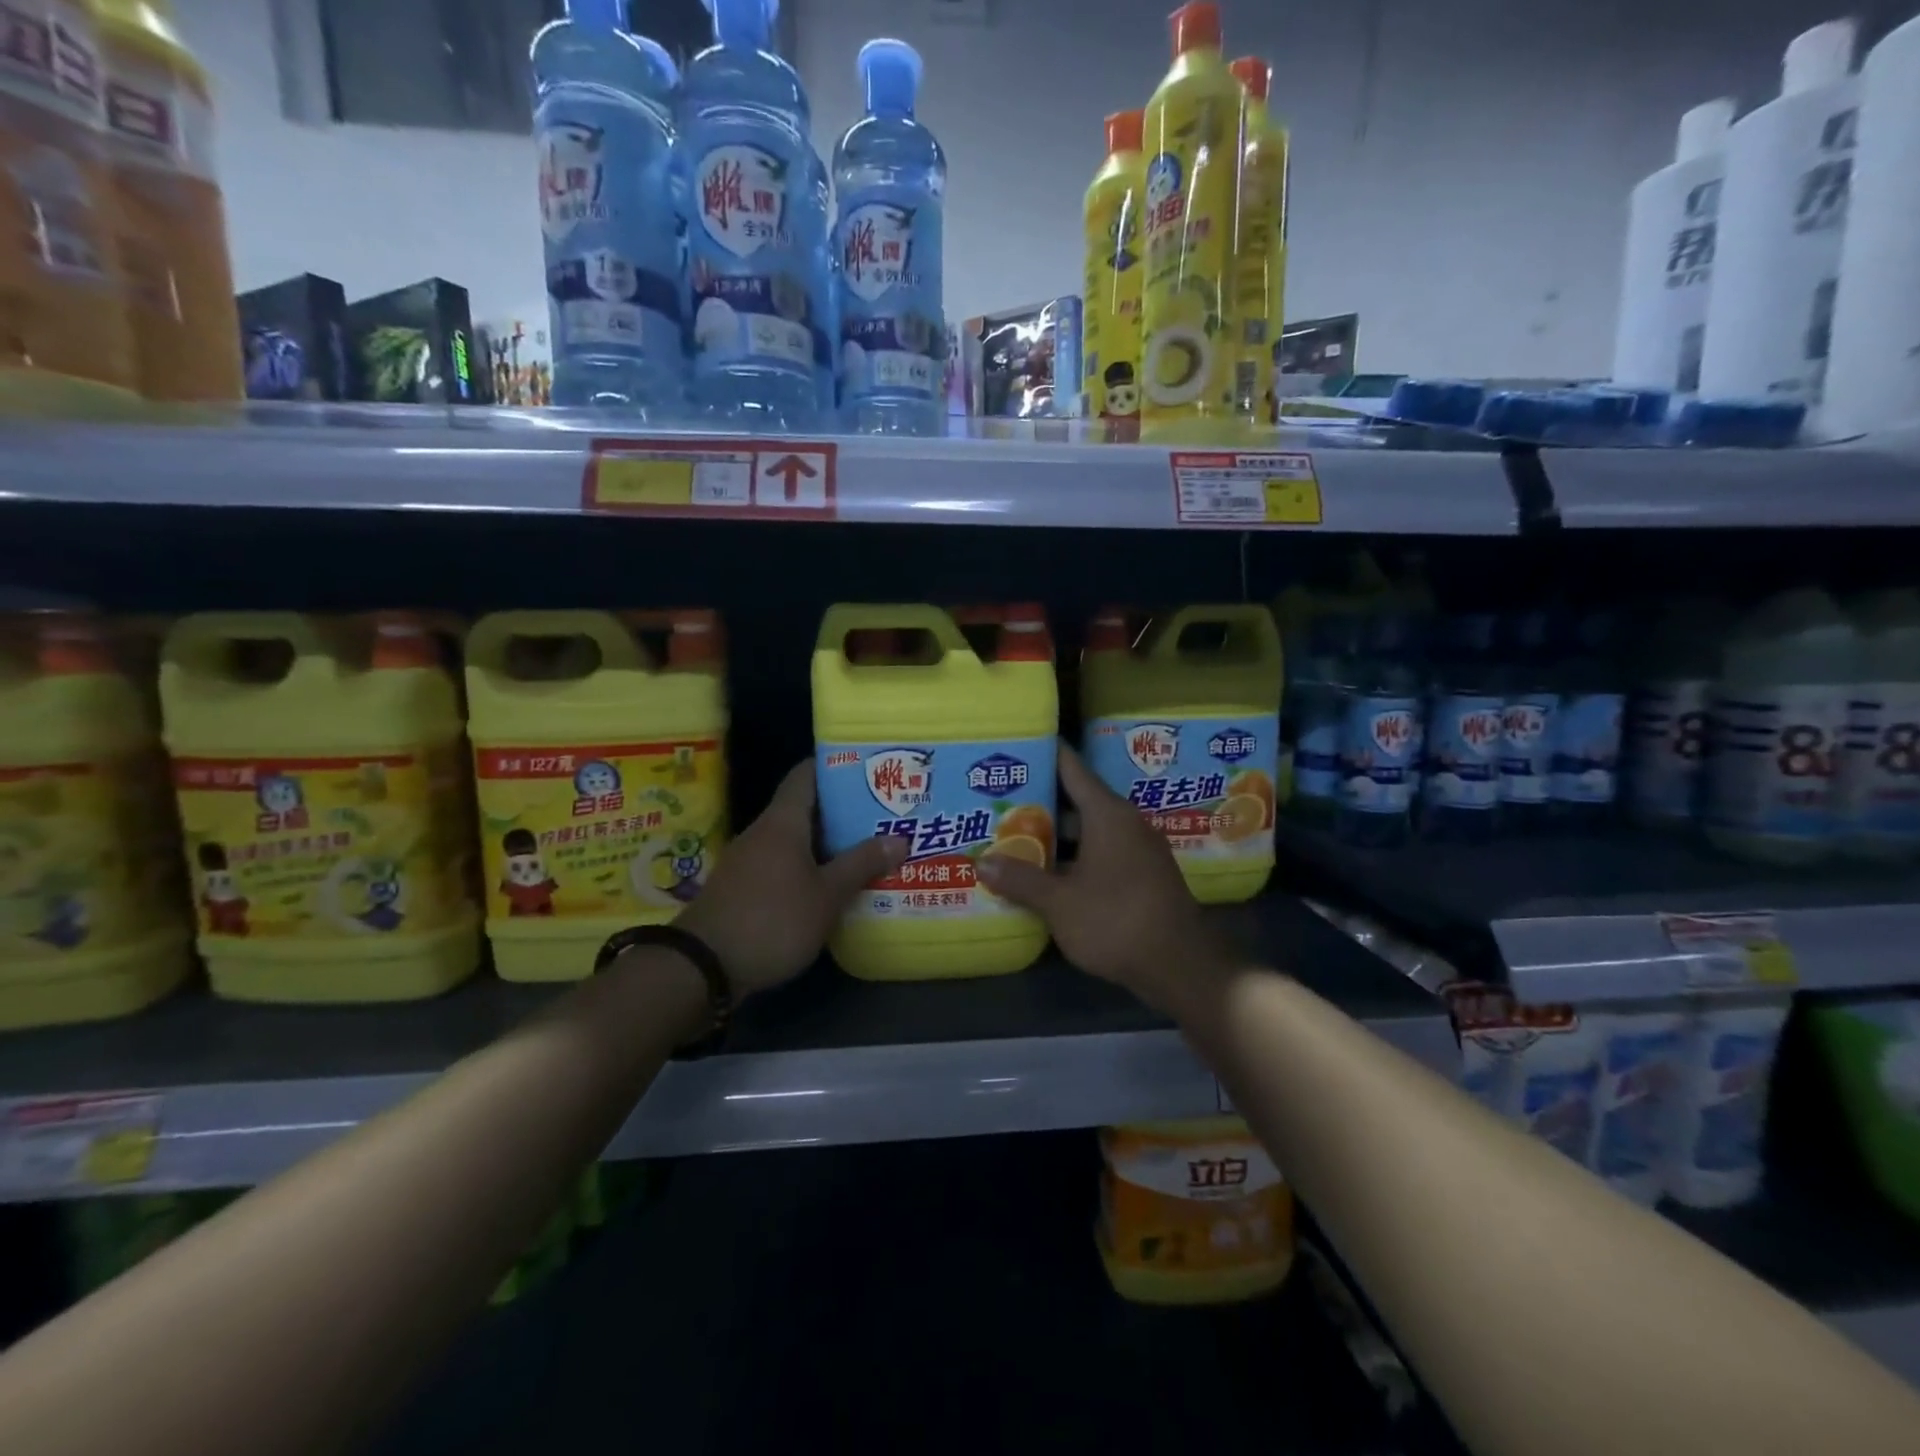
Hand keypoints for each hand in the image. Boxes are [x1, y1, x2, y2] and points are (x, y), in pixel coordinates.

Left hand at [674, 760, 905, 997]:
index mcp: (782, 822)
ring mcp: (749, 861)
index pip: (806, 774)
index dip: (835, 766)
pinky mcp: (743, 889)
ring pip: (795, 840)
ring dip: (828, 843)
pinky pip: (783, 866)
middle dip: (842, 810)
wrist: (703, 967)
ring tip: (866, 849)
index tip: (868, 769)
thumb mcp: (826, 895)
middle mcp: (763, 833)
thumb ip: (861, 864)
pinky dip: (809, 868)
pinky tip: (832, 886)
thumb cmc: (772, 919)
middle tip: (882, 814)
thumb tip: (899, 838)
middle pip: (805, 808)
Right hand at [976, 742, 1235, 1015]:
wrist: (1180, 966)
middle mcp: (1125, 822)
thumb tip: (982, 863)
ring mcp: (1136, 850)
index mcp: (1107, 814)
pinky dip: (1072, 857)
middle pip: (1075, 801)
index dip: (1044, 754)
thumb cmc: (1117, 920)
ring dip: (1054, 835)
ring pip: (1086, 831)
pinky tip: (1044, 872)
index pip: (1071, 768)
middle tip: (997, 800)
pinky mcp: (1140, 875)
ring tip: (1011, 835)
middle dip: (1037, 802)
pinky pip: (1099, 853)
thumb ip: (1021, 880)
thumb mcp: (1060, 902)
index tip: (1015, 746)